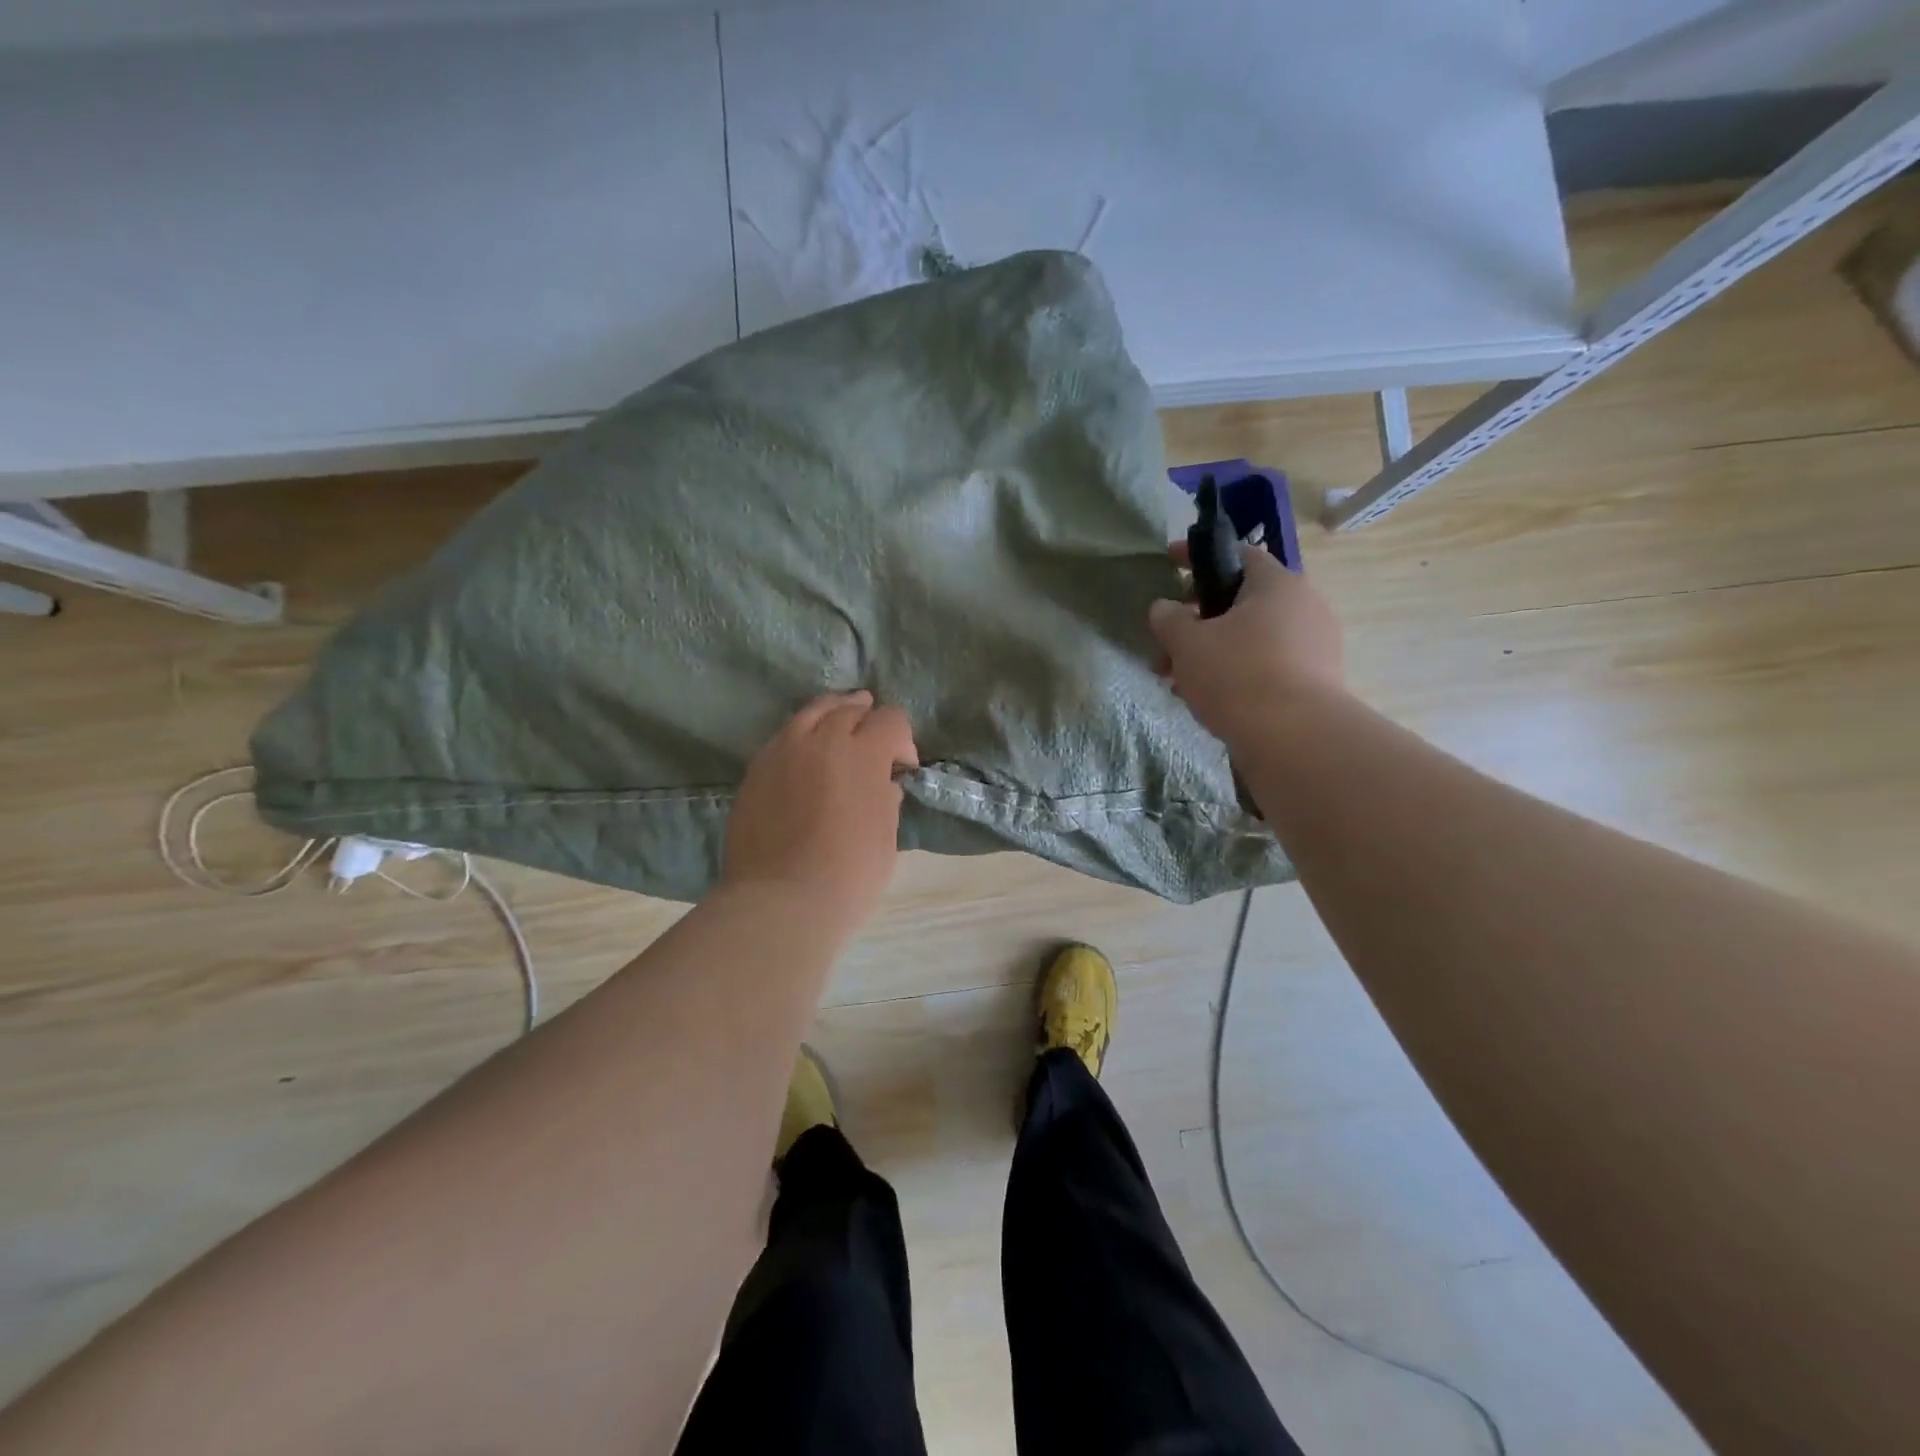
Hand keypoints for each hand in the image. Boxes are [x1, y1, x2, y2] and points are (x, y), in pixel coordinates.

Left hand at [721, 691, 918, 931]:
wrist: (781, 902)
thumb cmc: (848, 876)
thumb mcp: (885, 838)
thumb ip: (886, 800)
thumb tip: (883, 785)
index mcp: (862, 754)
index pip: (890, 719)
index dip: (902, 738)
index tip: (902, 767)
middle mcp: (820, 740)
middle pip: (848, 709)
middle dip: (867, 719)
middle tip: (872, 739)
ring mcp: (781, 752)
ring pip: (810, 713)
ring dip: (832, 714)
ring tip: (839, 722)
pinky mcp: (755, 771)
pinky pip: (783, 737)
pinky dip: (802, 736)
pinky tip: (805, 753)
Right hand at [1148, 544, 1344, 748]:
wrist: (1294, 738)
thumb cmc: (1236, 675)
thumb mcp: (1187, 643)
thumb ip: (1169, 619)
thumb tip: (1164, 607)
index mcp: (1277, 584)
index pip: (1237, 554)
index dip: (1198, 557)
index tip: (1169, 562)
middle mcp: (1305, 606)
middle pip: (1241, 603)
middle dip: (1197, 622)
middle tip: (1166, 646)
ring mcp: (1316, 645)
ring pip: (1252, 638)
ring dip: (1213, 653)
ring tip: (1179, 683)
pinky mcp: (1318, 681)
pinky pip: (1268, 665)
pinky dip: (1237, 673)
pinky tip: (1210, 700)